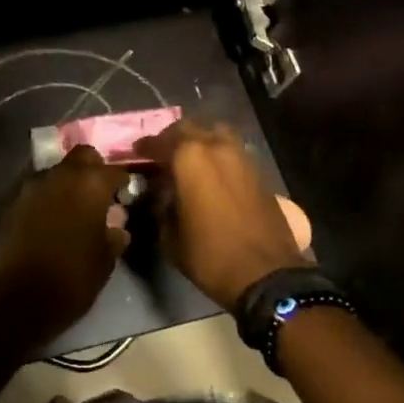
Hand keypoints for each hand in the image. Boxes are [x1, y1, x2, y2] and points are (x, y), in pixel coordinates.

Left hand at [0, 145, 130, 345]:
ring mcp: (35, 185)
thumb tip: (117, 224)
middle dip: (94, 168)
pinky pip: (40, 189)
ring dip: (69, 182)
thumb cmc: (73, 278)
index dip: (123, 182)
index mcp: (91, 185)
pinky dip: (50, 197)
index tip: (125, 195)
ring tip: (75, 207)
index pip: (114, 170)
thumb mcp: (106, 260)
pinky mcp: (15, 201)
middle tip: (99, 193)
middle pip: (83, 156)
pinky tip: (53, 219)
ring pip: (59, 170)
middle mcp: (62, 175)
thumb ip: (115, 234)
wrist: (20, 298)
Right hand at [135, 120, 307, 309]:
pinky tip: (212, 174)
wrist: (266, 274)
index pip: (160, 141)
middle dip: (172, 138)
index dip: (145, 146)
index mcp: (190, 157)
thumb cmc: (210, 255)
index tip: (136, 152)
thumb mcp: (170, 236)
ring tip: (189, 159)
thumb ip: (161, 206)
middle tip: (162, 153)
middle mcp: (216, 146)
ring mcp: (241, 155)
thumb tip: (162, 194)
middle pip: (189, 128)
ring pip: (215, 133)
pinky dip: (219, 154)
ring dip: (200, 141)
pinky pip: (232, 150)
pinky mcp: (258, 170)